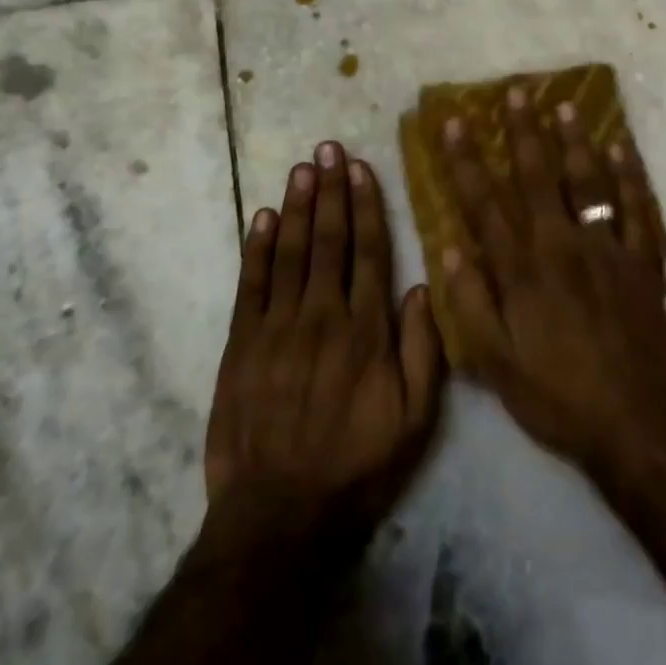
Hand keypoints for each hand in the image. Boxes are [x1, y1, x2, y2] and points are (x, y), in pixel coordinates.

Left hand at [203, 142, 443, 556]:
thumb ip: (424, 350)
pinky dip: (256, 248)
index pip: (369, 251)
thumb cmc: (356, 466)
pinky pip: (250, 285)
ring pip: (289, 252)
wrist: (279, 517)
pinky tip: (261, 217)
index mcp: (366, 330)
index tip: (362, 168)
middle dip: (330, 190)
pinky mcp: (241, 345)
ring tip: (302, 167)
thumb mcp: (415, 420)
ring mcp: (277, 327)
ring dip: (296, 206)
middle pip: (328, 239)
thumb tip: (423, 286)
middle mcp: (322, 315)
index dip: (366, 206)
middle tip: (328, 148)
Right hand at [437, 89, 665, 475]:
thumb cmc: (557, 396)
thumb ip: (469, 304)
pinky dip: (630, 175)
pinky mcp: (642, 260)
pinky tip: (621, 146)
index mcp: (522, 269)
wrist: (635, 423)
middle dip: (522, 131)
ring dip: (574, 140)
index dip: (465, 160)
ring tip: (564, 105)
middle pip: (537, 176)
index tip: (453, 122)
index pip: (484, 203)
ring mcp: (606, 248)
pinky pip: (637, 207)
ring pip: (587, 181)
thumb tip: (446, 248)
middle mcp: (561, 245)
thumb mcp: (496, 364)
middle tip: (515, 92)